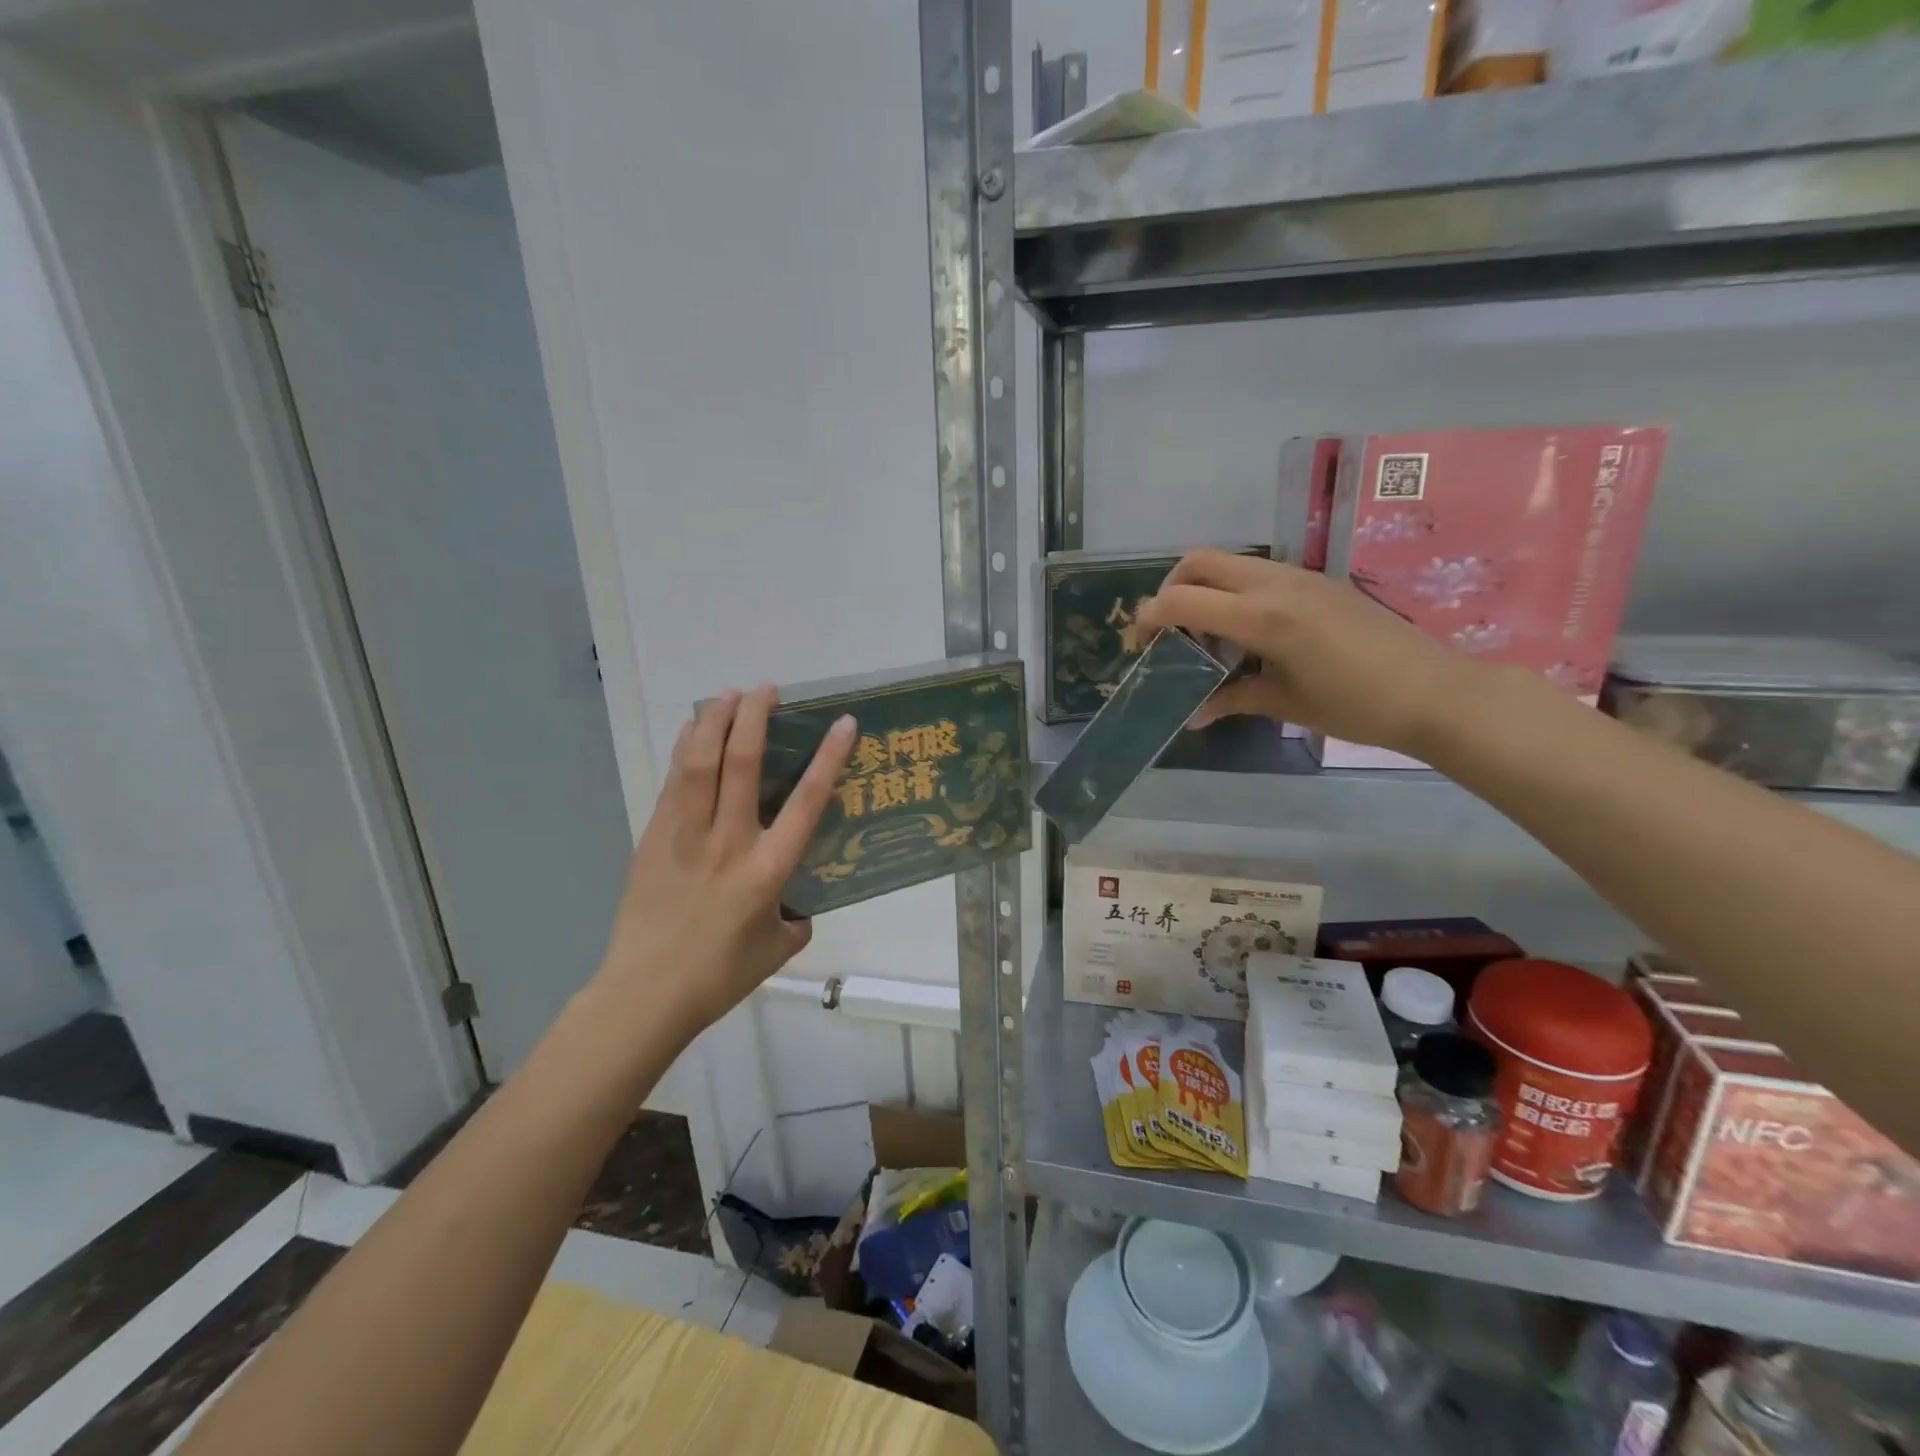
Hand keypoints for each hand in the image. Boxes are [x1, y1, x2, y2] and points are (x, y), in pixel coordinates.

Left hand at [592, 687, 855, 1042]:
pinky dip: (684, 749)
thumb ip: (796, 918)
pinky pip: (673, 782)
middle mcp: (729, 842)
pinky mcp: (654, 838)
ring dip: (715, 722)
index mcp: (768, 869)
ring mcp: (686, 836)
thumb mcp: (777, 949)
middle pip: (742, 763)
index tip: (842, 722)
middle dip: (755, 718)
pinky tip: (690, 731)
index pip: (806, 802)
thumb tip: (797, 902)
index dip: (828, 757)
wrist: (646, 994)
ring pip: (699, 763)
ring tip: (728, 696)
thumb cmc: (720, 975)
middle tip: (766, 691)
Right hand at [1136, 549, 1482, 754]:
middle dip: (1171, 588)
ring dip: (1204, 587)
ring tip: (1207, 633)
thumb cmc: (1356, 706)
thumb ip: (1231, 698)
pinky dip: (1235, 591)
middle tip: (1170, 629)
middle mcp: (1275, 584)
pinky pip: (1258, 572)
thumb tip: (1191, 715)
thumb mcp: (1285, 704)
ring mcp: (1299, 577)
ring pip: (1230, 561)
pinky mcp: (1316, 581)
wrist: (1435, 692)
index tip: (1142, 642)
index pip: (1184, 598)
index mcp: (1263, 617)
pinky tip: (1247, 632)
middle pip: (1200, 561)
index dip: (1151, 616)